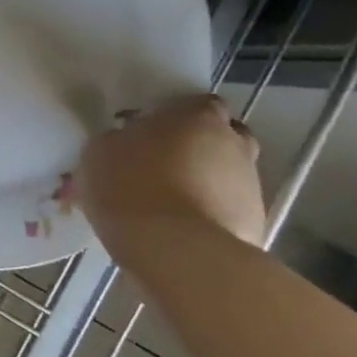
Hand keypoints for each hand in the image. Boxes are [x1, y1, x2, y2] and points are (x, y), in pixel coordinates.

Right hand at [79, 94, 265, 247]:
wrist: (176, 252)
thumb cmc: (131, 187)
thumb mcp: (100, 153)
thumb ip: (119, 139)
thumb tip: (127, 141)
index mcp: (197, 116)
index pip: (198, 103)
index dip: (176, 116)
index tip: (150, 132)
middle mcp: (234, 144)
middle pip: (221, 137)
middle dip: (199, 147)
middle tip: (163, 163)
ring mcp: (251, 185)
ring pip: (226, 174)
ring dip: (204, 182)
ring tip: (168, 202)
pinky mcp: (256, 224)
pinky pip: (227, 210)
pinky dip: (210, 214)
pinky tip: (180, 229)